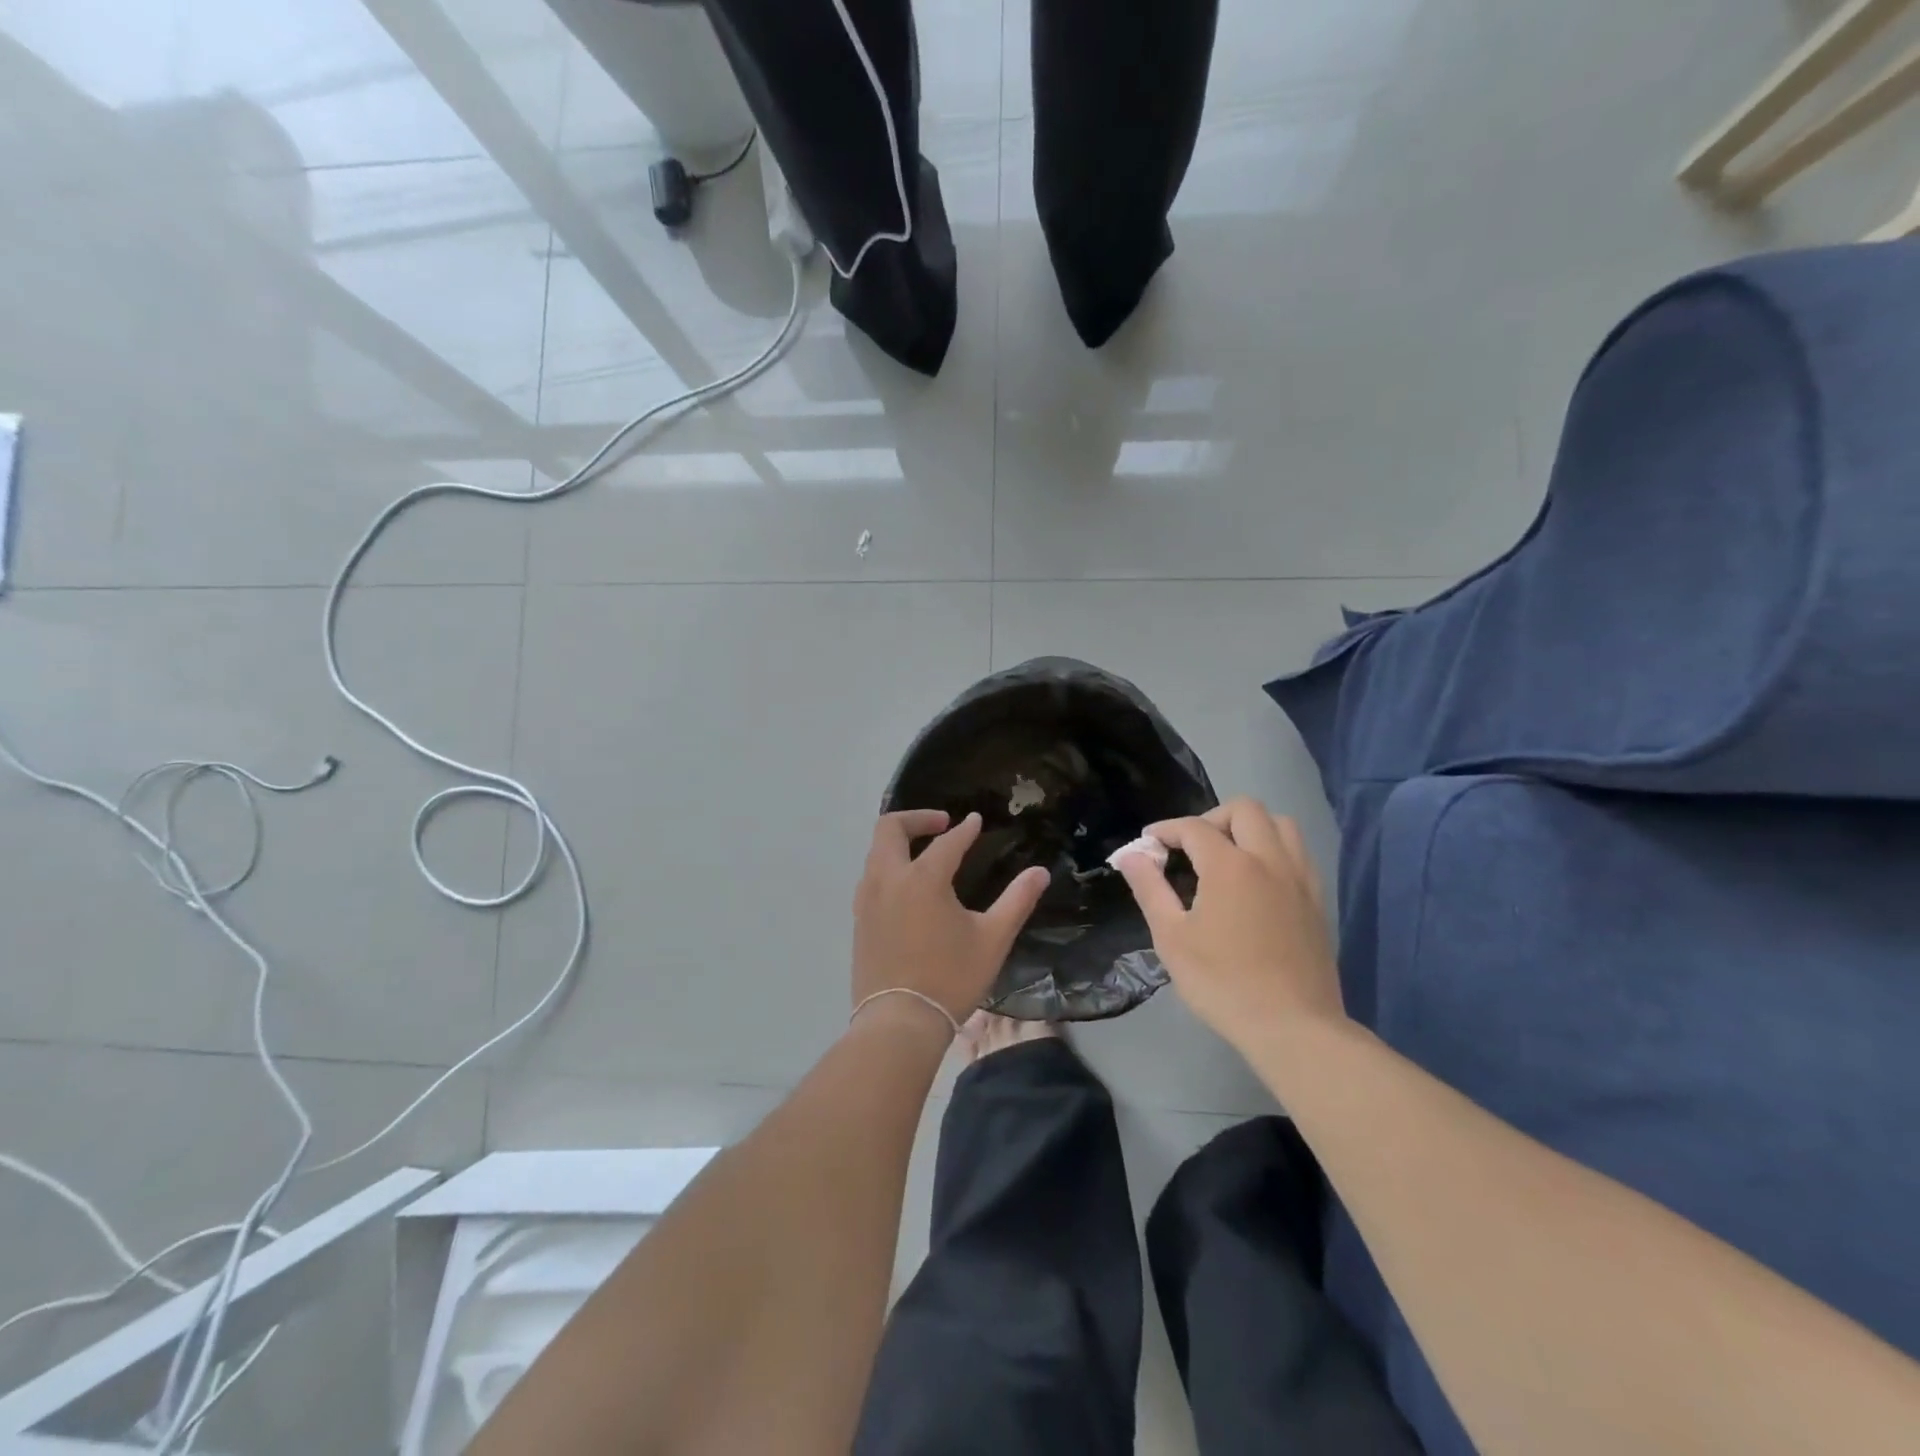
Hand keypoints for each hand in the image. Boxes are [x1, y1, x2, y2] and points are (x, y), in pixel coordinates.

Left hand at [852, 810, 1050, 1028]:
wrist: (898, 1022)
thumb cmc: (950, 978)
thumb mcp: (993, 939)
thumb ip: (1017, 900)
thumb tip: (1040, 872)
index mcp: (923, 878)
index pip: (947, 842)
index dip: (965, 829)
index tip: (976, 821)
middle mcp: (888, 879)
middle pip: (890, 828)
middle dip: (916, 818)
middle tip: (941, 823)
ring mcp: (867, 899)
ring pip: (875, 851)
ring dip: (898, 841)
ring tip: (924, 851)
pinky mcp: (858, 920)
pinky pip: (870, 876)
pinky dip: (888, 865)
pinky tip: (907, 886)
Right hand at [1114, 797, 1344, 1050]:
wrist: (1293, 1027)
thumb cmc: (1222, 983)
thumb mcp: (1171, 938)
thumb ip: (1149, 888)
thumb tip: (1131, 855)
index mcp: (1230, 866)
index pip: (1193, 827)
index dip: (1165, 830)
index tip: (1148, 844)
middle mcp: (1269, 860)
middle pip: (1244, 809)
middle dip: (1210, 818)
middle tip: (1190, 848)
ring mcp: (1299, 878)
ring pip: (1280, 824)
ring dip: (1250, 827)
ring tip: (1228, 856)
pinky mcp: (1317, 900)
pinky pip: (1298, 853)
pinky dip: (1274, 850)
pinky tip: (1258, 881)